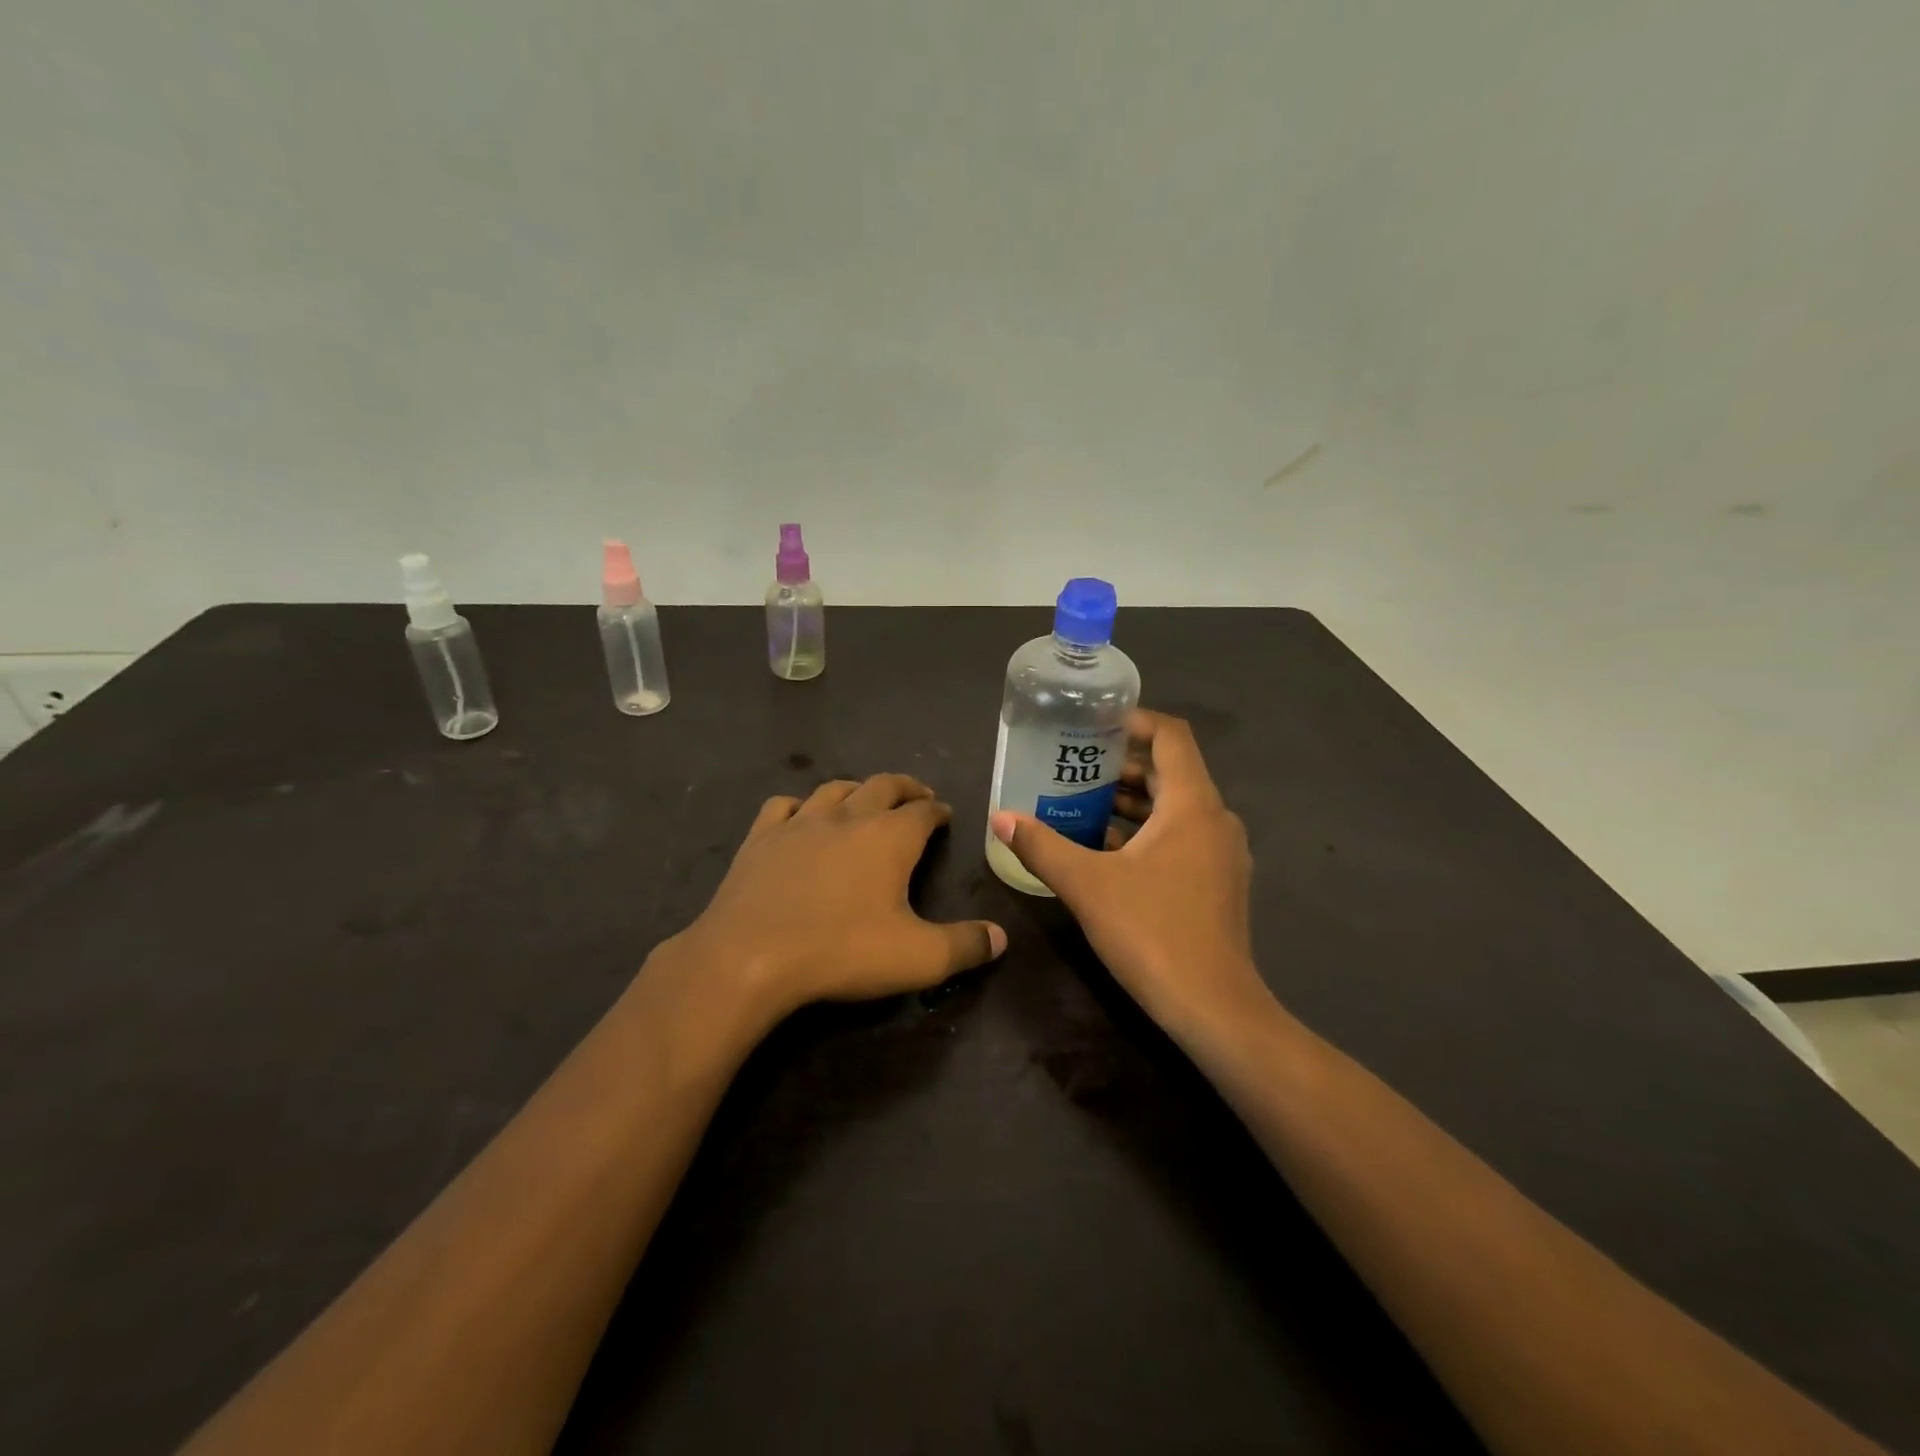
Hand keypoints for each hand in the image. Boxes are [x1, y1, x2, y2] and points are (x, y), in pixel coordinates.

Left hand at [678, 773, 1006, 1018]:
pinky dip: (801, 806)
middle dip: (905, 788)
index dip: (938, 810)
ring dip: (857, 790)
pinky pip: (784, 806)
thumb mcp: (917, 958)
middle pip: (883, 785)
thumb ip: (965, 946)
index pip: (923, 811)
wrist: (749, 956)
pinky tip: (801, 817)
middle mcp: (848, 817)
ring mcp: (800, 822)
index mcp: (889, 837)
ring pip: (835, 789)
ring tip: (865, 800)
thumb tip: (1001, 938)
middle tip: (916, 796)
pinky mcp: (761, 837)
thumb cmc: (841, 951)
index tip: (945, 814)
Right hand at [988, 711, 1262, 1035]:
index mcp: (1192, 805)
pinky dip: (1146, 831)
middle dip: (1121, 764)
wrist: (1213, 1007)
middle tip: (1072, 765)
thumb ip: (1041, 846)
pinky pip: (1181, 836)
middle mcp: (1215, 819)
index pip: (1171, 736)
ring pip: (1175, 807)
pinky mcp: (1219, 882)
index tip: (1092, 725)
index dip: (1134, 721)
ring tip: (1081, 802)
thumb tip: (1001, 817)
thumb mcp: (1086, 884)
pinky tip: (1106, 849)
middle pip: (1170, 771)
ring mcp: (1222, 853)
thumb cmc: (1151, 932)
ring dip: (1132, 800)